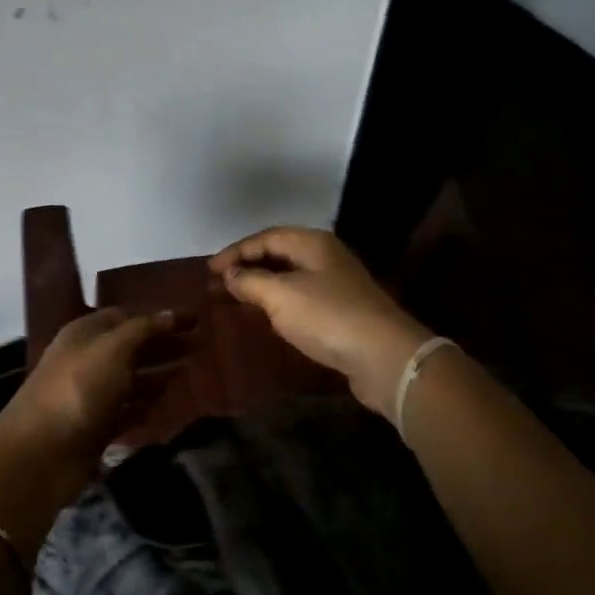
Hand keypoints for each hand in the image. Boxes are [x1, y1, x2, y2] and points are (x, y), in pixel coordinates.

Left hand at [0, 308, 187, 552]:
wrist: (40, 454)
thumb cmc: (78, 389)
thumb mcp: (113, 349)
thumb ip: (144, 329)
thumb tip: (173, 314)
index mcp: (85, 333)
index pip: (127, 316)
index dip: (159, 316)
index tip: (194, 320)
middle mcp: (87, 359)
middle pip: (131, 347)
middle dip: (163, 344)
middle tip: (201, 346)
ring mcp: (90, 395)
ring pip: (131, 379)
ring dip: (158, 375)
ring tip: (190, 372)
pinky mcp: (95, 427)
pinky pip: (126, 411)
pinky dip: (145, 406)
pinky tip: (165, 405)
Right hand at [209, 227, 432, 417]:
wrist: (384, 357)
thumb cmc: (328, 317)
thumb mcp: (280, 295)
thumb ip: (250, 281)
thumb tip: (230, 274)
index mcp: (312, 243)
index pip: (266, 237)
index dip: (235, 251)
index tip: (209, 270)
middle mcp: (325, 258)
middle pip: (279, 254)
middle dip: (247, 267)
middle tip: (217, 283)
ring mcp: (336, 285)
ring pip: (290, 277)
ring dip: (261, 285)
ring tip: (234, 298)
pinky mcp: (341, 312)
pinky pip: (300, 298)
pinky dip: (278, 303)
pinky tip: (266, 316)